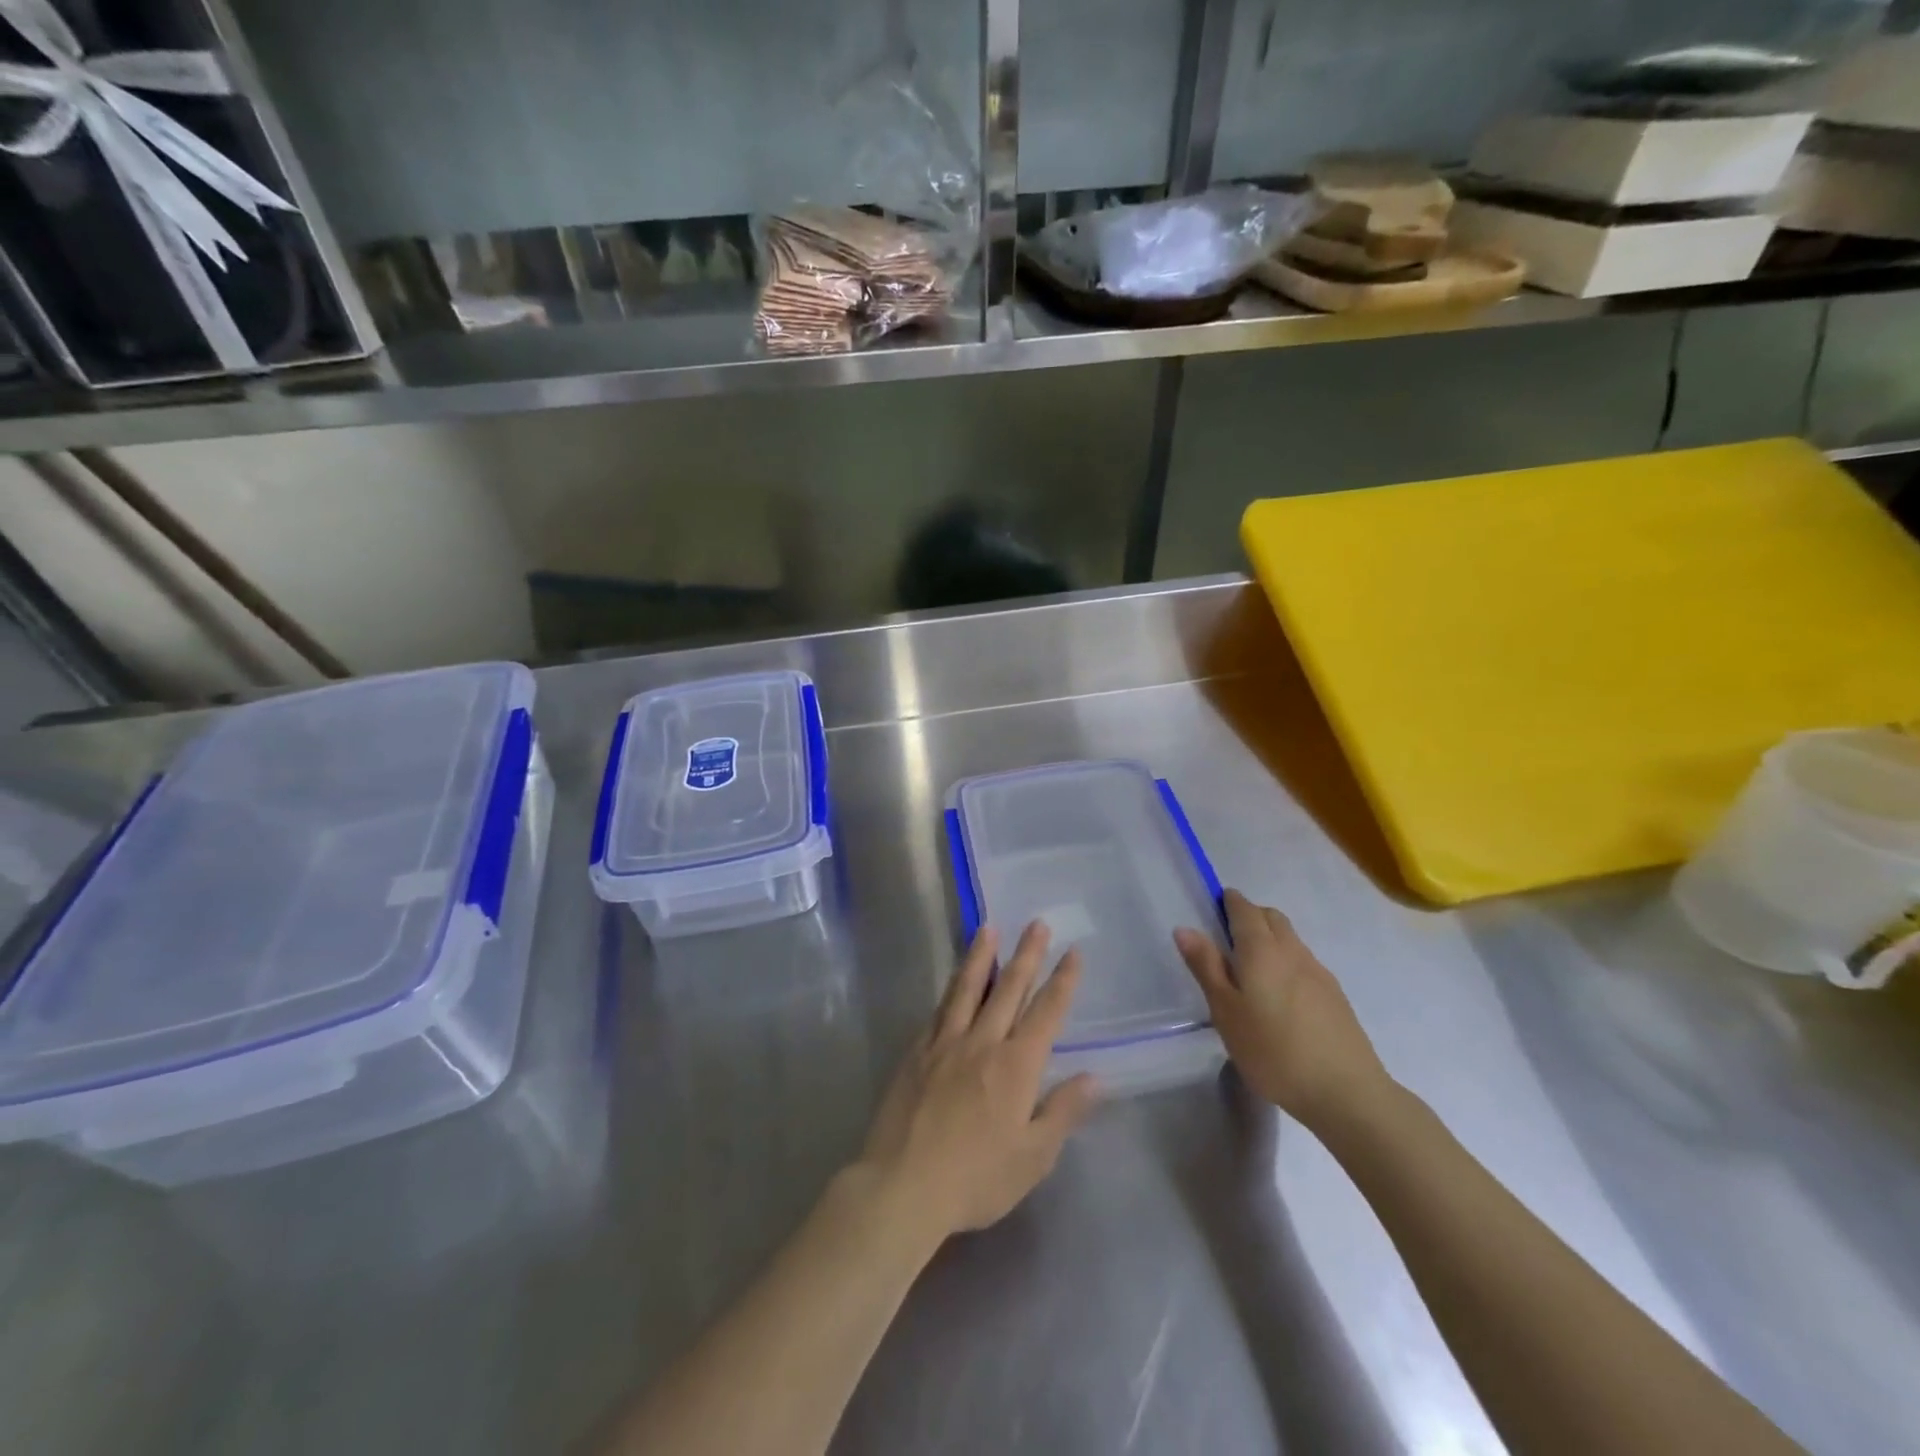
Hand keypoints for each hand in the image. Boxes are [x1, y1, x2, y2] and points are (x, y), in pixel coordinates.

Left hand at [856, 922, 1099, 1245]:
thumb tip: (1094, 1077)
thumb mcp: (1033, 1157)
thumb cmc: (976, 1178)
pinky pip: (938, 1011)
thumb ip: (1063, 1112)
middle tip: (1037, 924)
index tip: (1073, 952)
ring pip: (967, 989)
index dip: (1062, 981)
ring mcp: (945, 1043)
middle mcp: (982, 1042)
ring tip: (988, 929)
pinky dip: (950, 990)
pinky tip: (953, 981)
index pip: (1046, 1013)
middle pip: (1008, 989)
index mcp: (1016, 1065)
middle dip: (1027, 955)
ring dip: (981, 957)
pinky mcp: (916, 1052)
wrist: (904, 1185)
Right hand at [1174, 888, 1389, 1128]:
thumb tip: (1185, 928)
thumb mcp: (1225, 1011)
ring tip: (1251, 971)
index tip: (1213, 910)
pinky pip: (1304, 961)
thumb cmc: (1273, 1051)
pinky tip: (1280, 996)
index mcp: (1261, 949)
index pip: (1244, 908)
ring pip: (1290, 938)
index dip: (1228, 902)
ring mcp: (1318, 971)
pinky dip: (1286, 962)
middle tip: (1227, 940)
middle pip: (1271, 917)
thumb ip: (1206, 966)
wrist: (1346, 1092)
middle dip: (1249, 916)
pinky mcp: (1335, 995)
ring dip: (1270, 939)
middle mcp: (1292, 950)